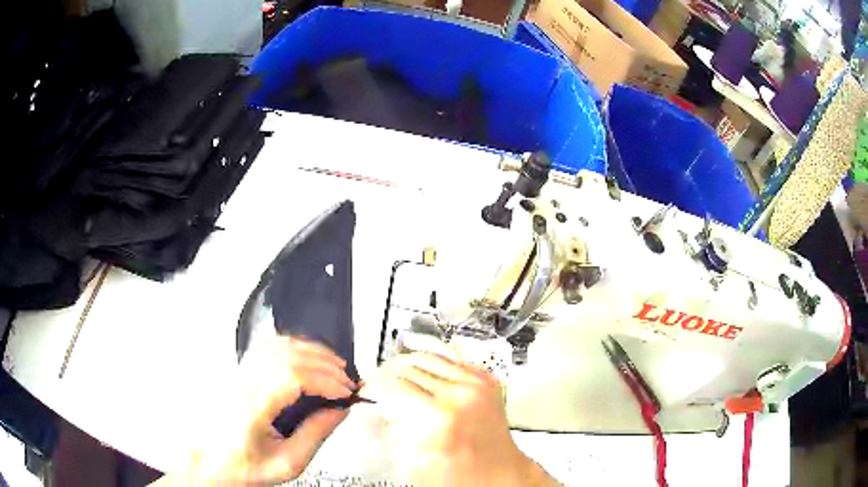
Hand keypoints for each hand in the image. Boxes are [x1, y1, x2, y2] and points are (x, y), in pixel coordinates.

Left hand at [154, 336, 354, 485]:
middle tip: (348, 382)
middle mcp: (244, 382)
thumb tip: (340, 410)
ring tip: (336, 367)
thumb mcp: (288, 463)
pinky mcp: (240, 371)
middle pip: (288, 355)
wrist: (213, 462)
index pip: (292, 377)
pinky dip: (295, 346)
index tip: (347, 393)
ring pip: (278, 344)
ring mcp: (239, 373)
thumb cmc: (246, 466)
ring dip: (312, 351)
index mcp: (252, 407)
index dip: (326, 381)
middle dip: (326, 364)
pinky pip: (268, 346)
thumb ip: (316, 434)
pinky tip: (309, 357)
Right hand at [368, 352, 557, 486]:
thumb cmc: (463, 473)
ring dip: (407, 361)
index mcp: (439, 417)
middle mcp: (459, 394)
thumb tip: (373, 409)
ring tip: (395, 368)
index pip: (393, 385)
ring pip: (429, 356)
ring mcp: (475, 383)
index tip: (367, 389)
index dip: (374, 385)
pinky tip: (422, 357)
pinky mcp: (486, 379)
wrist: (499, 471)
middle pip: (409, 368)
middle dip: (388, 374)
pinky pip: (453, 355)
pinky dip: (433, 354)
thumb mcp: (416, 462)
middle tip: (378, 381)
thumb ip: (391, 432)